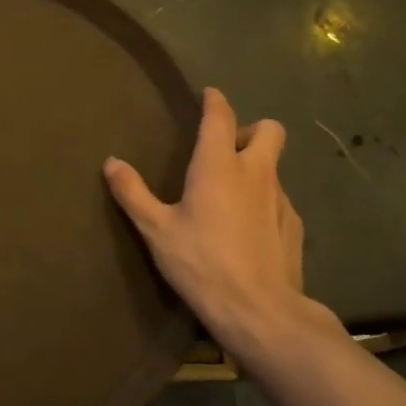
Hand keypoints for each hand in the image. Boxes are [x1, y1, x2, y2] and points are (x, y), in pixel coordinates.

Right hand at [103, 88, 339, 363]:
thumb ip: (133, 193)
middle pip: (269, 129)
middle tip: (225, 150)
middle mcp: (255, 172)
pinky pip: (278, 198)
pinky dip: (263, 200)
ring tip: (231, 193)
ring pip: (274, 166)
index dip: (215, 101)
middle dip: (249, 129)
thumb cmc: (201, 263)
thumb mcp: (156, 230)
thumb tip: (111, 163)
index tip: (209, 95)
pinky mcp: (293, 225)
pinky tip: (248, 227)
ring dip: (256, 166)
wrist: (259, 310)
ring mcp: (280, 198)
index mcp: (218, 166)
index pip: (221, 117)